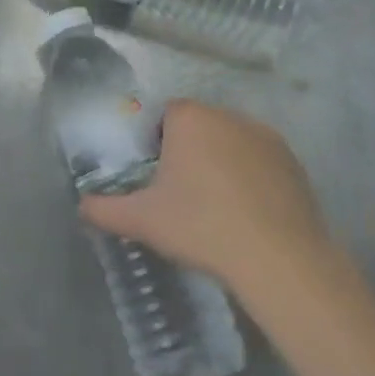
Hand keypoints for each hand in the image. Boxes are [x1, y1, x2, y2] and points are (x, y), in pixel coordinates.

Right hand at [80, 100, 336, 292]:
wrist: (279, 260)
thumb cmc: (202, 227)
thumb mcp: (143, 221)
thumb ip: (105, 209)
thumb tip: (81, 206)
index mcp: (189, 118)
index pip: (164, 116)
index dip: (157, 144)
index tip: (158, 178)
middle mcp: (227, 115)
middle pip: (199, 127)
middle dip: (190, 153)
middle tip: (183, 195)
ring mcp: (265, 137)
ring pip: (231, 143)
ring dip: (222, 164)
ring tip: (218, 208)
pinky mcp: (294, 162)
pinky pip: (261, 162)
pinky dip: (252, 179)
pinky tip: (249, 215)